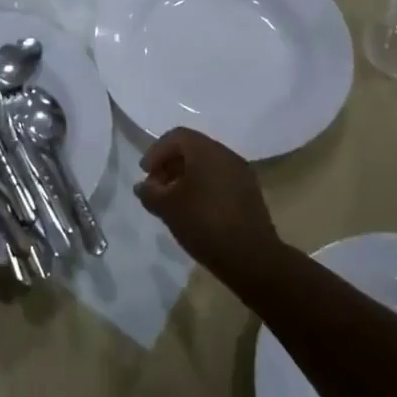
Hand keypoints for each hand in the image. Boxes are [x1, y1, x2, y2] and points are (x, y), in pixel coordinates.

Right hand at [135, 128, 279, 280]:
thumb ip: (150, 192)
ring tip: (173, 201)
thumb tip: (143, 186)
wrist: (252, 259)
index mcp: (206, 150)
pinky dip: (203, 188)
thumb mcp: (167, 208)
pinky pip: (220, 180)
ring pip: (207, 166)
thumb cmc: (204, 223)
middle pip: (192, 149)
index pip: (176, 137)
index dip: (156, 152)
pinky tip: (194, 211)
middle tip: (156, 187)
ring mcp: (242, 174)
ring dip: (186, 178)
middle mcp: (226, 155)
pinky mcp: (250, 194)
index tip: (145, 173)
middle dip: (170, 165)